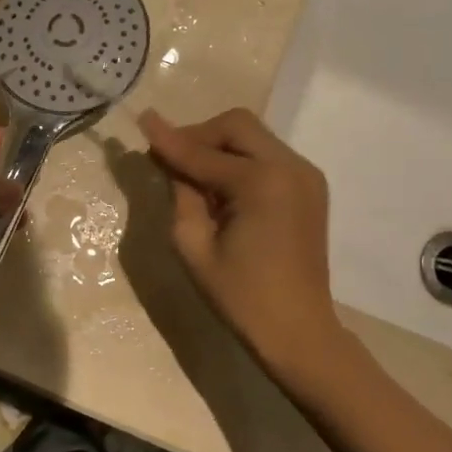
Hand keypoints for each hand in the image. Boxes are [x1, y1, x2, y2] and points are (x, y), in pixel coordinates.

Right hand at [138, 108, 347, 375]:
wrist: (298, 330)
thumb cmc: (240, 296)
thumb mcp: (193, 245)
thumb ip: (180, 192)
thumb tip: (168, 158)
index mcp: (261, 182)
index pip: (203, 152)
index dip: (169, 139)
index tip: (142, 120)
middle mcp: (290, 166)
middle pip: (236, 125)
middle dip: (199, 136)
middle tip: (172, 161)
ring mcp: (306, 174)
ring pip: (253, 136)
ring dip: (220, 147)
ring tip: (196, 180)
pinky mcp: (310, 186)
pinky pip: (267, 155)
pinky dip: (240, 160)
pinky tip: (223, 191)